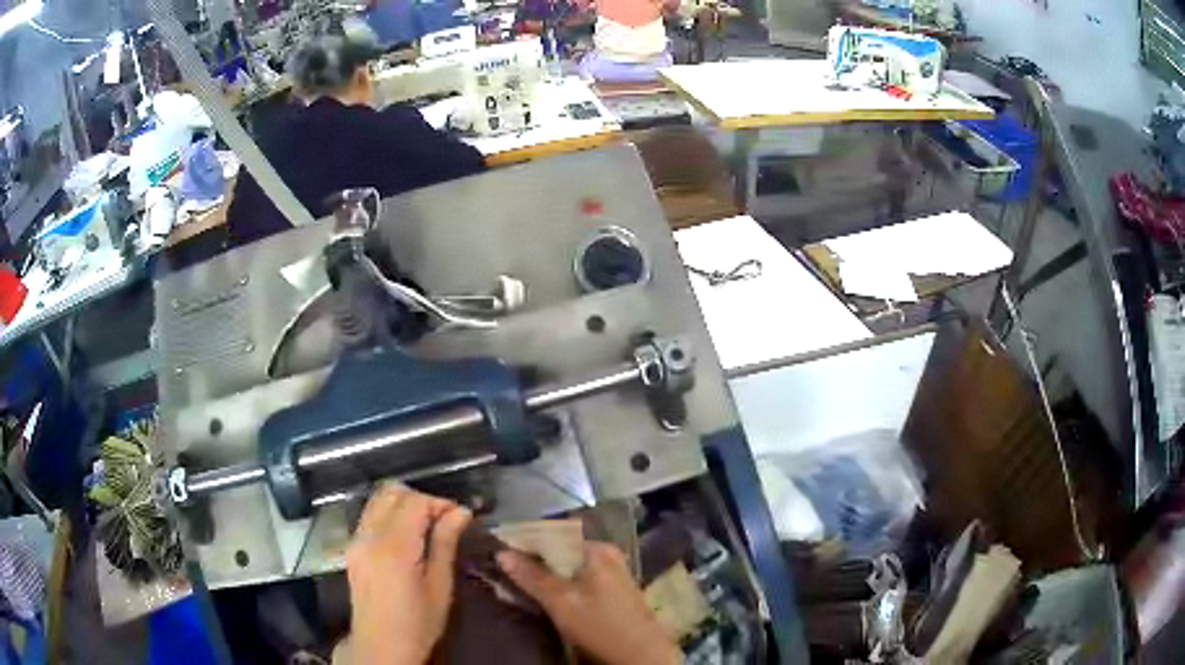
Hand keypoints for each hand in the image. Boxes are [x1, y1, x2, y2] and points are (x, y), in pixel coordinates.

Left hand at [345, 485, 472, 664]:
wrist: (381, 648)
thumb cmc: (418, 624)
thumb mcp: (440, 587)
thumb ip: (446, 543)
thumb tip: (461, 512)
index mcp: (393, 548)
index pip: (415, 502)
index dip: (440, 503)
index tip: (460, 517)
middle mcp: (368, 536)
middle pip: (391, 493)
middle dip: (421, 499)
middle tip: (444, 520)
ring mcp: (355, 541)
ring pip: (377, 500)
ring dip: (403, 504)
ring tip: (426, 526)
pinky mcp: (351, 549)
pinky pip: (369, 516)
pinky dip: (389, 514)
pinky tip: (407, 536)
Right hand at [497, 541, 680, 664]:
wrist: (642, 656)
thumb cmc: (600, 626)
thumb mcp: (561, 602)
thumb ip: (532, 576)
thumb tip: (501, 552)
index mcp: (596, 549)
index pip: (551, 534)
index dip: (523, 542)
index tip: (498, 552)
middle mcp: (606, 554)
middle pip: (560, 549)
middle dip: (533, 559)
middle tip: (505, 569)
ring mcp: (613, 571)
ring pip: (568, 565)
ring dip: (545, 573)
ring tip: (519, 581)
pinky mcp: (613, 590)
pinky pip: (578, 577)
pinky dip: (560, 583)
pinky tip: (545, 594)